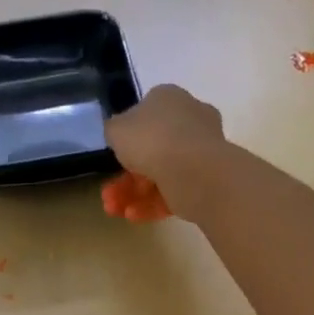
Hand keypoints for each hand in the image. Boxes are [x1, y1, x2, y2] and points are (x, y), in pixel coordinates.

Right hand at [102, 84, 228, 221]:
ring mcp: (200, 151)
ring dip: (134, 195)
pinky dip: (153, 204)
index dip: (126, 140)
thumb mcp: (116, 129)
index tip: (112, 159)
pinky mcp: (205, 181)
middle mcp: (188, 120)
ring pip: (160, 175)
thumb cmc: (151, 139)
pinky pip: (174, 191)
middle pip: (151, 151)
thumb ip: (114, 130)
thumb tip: (118, 133)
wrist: (193, 169)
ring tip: (115, 211)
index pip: (144, 116)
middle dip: (126, 178)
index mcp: (168, 98)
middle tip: (108, 195)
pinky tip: (134, 216)